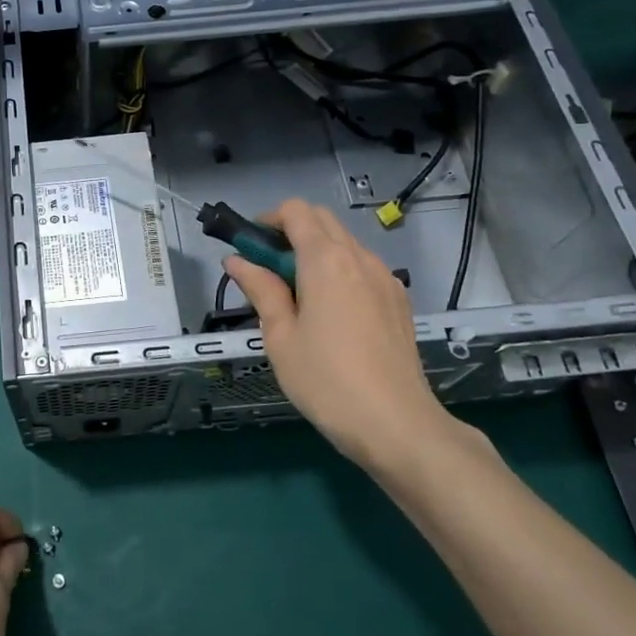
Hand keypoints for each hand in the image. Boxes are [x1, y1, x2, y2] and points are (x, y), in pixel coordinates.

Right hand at [224, 199, 463, 471]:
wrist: (396, 423)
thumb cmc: (326, 380)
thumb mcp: (280, 336)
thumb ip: (260, 290)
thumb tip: (237, 260)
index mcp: (325, 260)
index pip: (296, 212)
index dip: (268, 221)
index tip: (251, 249)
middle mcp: (359, 257)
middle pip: (322, 220)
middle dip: (291, 232)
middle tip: (268, 270)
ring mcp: (385, 278)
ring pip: (345, 243)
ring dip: (316, 251)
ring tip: (297, 295)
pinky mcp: (398, 300)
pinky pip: (363, 267)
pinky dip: (340, 270)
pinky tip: (330, 311)